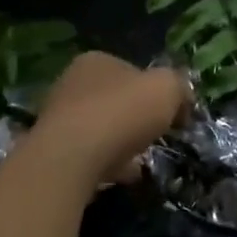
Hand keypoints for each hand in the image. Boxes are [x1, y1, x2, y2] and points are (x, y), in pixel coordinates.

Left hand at [24, 53, 186, 192]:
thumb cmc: (121, 113)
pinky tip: (123, 175)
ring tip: (142, 160)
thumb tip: (181, 97)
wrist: (71, 158)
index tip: (175, 114)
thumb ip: (178, 87)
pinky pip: (90, 154)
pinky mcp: (55, 150)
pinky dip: (109, 163)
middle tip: (158, 136)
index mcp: (97, 61)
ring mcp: (60, 117)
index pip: (134, 71)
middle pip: (116, 100)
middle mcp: (72, 83)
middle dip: (138, 118)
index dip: (157, 91)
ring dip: (123, 142)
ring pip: (103, 128)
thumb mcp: (167, 89)